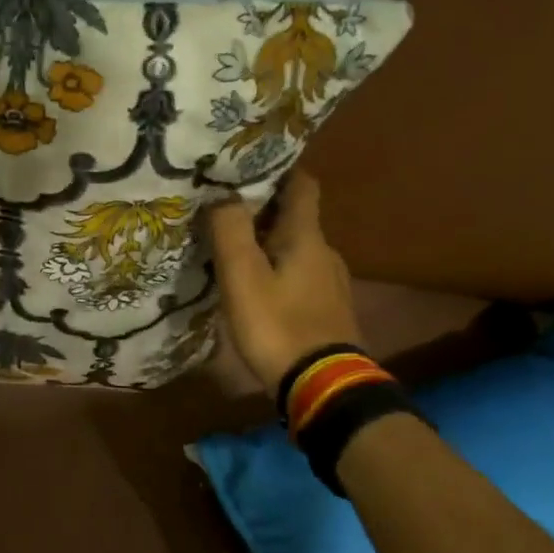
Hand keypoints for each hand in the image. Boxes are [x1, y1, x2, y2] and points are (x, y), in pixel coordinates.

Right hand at [206, 171, 363, 392]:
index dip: (279, 169)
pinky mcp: (328, 311)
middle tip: (226, 213)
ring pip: (297, 250)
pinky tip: (258, 290)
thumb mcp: (243, 276)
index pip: (302, 185)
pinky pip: (300, 278)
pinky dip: (279, 273)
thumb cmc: (278, 325)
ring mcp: (331, 284)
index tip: (247, 167)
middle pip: (296, 218)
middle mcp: (325, 252)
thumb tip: (222, 194)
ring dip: (269, 245)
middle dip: (264, 211)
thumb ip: (231, 230)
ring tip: (235, 253)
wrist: (322, 386)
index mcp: (307, 237)